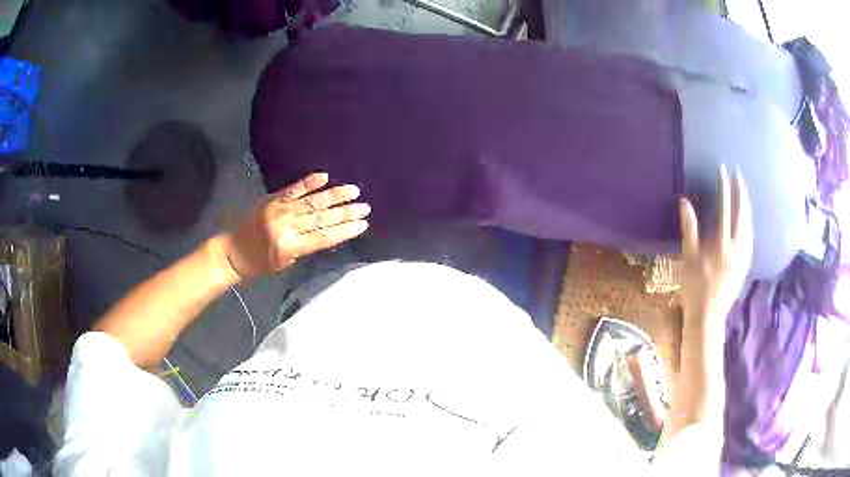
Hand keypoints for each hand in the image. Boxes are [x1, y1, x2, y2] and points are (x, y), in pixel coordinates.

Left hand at [219, 172, 370, 279]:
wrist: (232, 251)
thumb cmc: (258, 264)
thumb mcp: (284, 263)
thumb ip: (304, 248)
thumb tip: (327, 233)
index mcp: (289, 247)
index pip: (323, 237)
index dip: (345, 230)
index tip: (363, 224)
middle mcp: (286, 226)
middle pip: (321, 218)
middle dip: (345, 212)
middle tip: (365, 207)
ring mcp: (278, 210)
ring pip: (312, 202)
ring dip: (334, 195)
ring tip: (354, 190)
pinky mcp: (272, 199)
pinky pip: (293, 189)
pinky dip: (309, 182)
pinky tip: (325, 177)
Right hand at [678, 165, 752, 333]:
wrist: (709, 315)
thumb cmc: (694, 287)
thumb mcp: (688, 258)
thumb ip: (689, 229)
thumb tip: (685, 202)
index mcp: (721, 244)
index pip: (725, 208)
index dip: (724, 188)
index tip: (723, 171)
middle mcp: (736, 247)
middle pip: (742, 214)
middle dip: (741, 192)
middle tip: (739, 174)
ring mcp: (743, 256)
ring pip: (749, 225)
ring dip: (747, 205)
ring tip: (745, 192)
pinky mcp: (745, 264)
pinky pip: (751, 238)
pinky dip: (750, 223)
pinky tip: (748, 219)